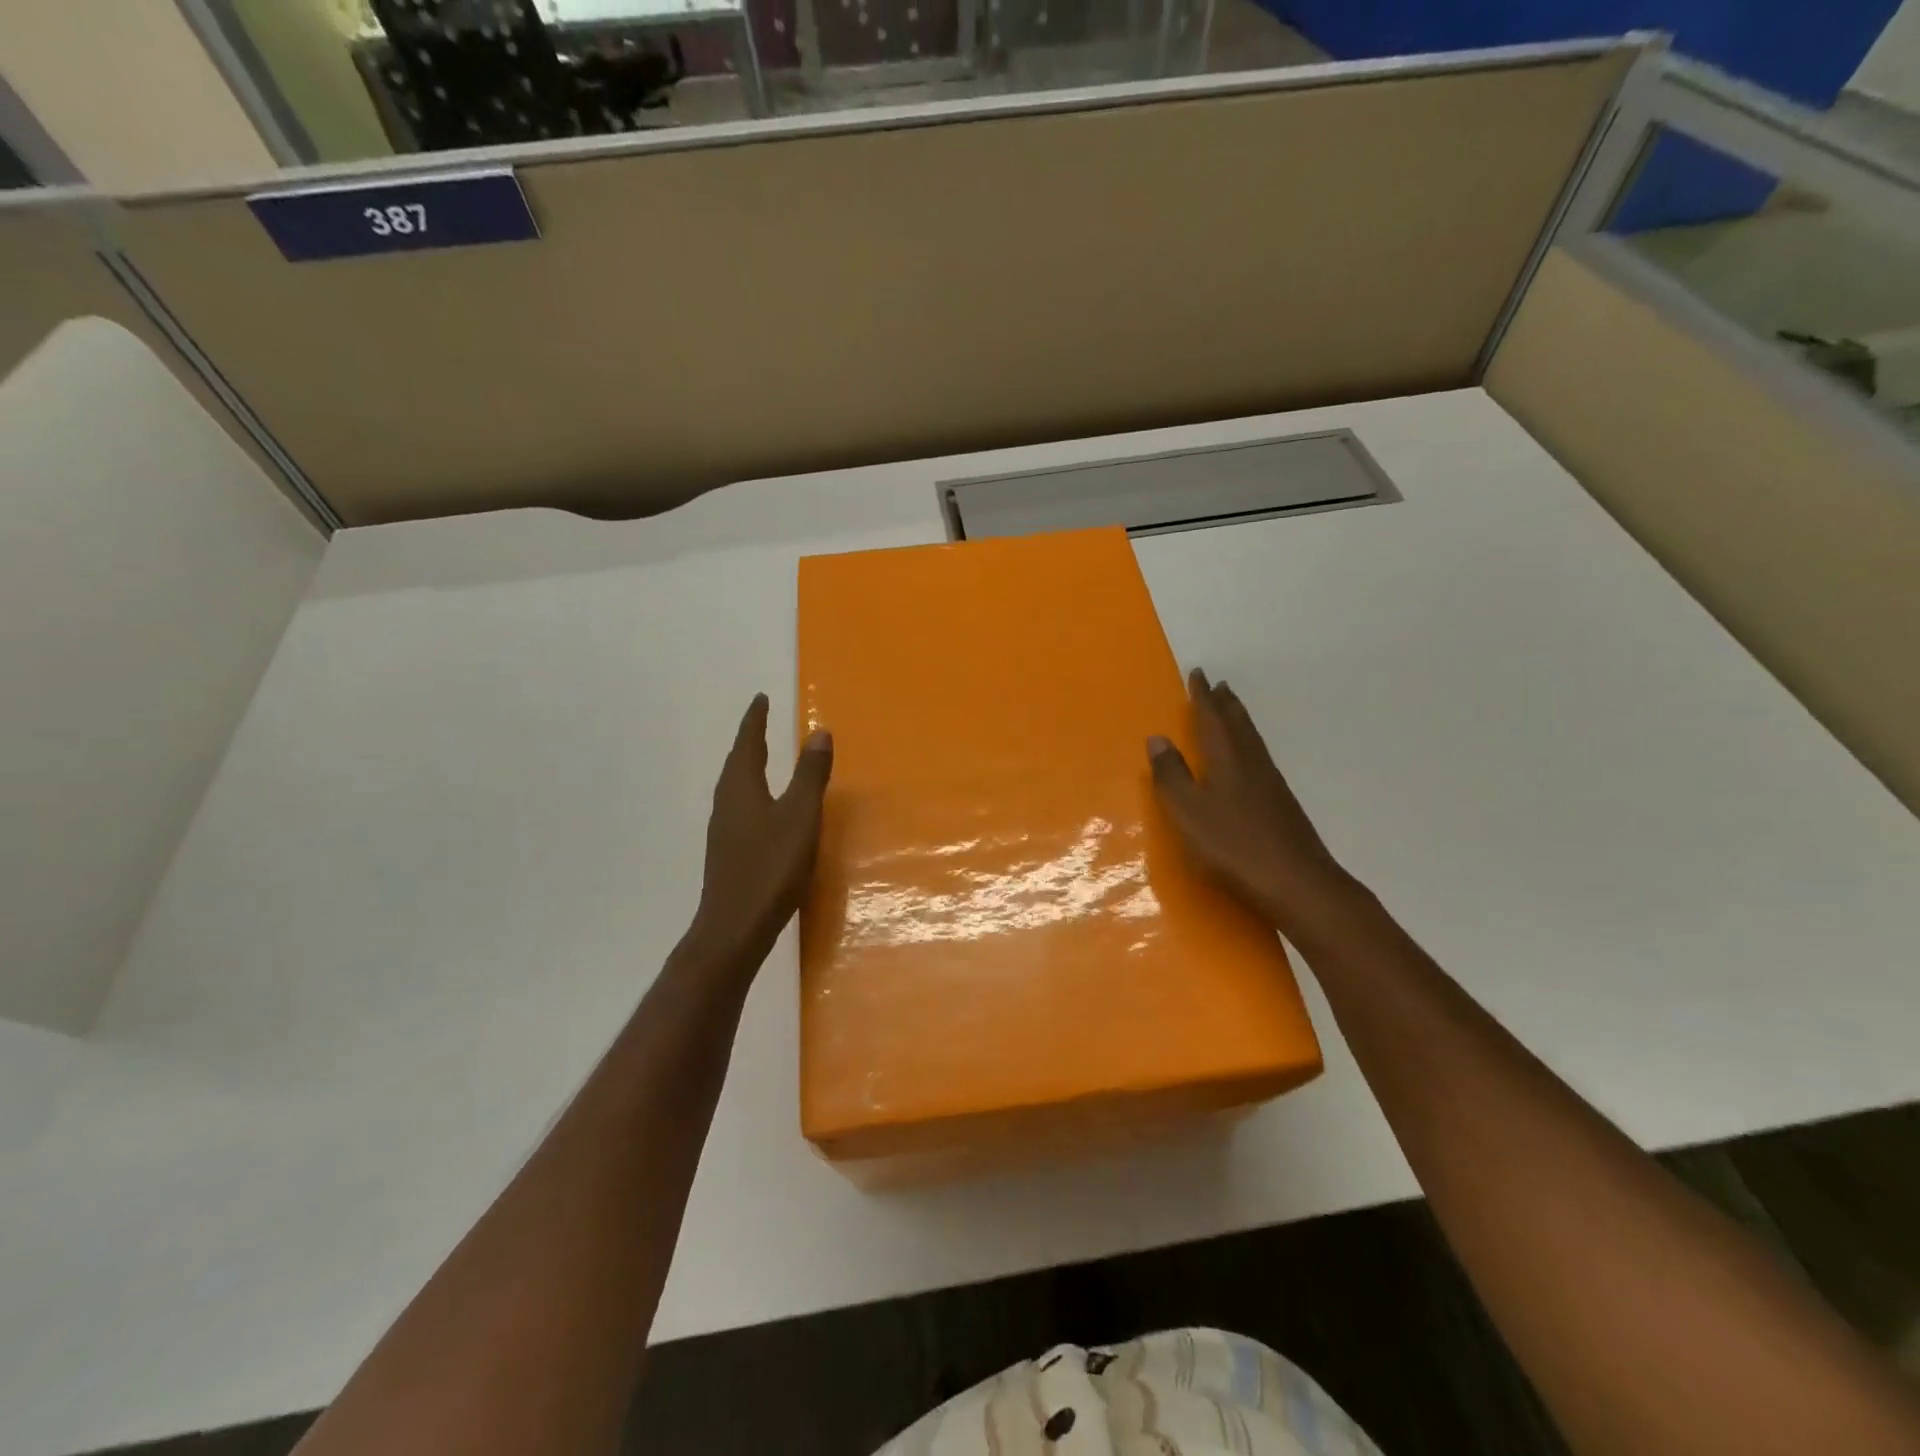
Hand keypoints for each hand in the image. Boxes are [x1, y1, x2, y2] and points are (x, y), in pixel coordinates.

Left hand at [690, 694, 832, 962]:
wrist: (735, 927)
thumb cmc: (771, 866)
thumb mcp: (800, 817)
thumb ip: (810, 775)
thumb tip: (819, 732)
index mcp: (742, 788)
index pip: (747, 743)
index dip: (755, 721)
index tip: (760, 699)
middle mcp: (727, 803)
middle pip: (736, 763)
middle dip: (750, 741)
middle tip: (762, 724)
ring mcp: (724, 830)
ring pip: (736, 787)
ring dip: (749, 767)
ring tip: (763, 760)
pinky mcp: (728, 852)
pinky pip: (739, 808)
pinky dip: (752, 794)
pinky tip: (764, 810)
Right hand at [1148, 668, 1360, 938]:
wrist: (1297, 883)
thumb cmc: (1233, 846)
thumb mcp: (1188, 812)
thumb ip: (1171, 776)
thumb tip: (1158, 738)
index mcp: (1227, 760)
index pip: (1212, 719)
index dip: (1202, 697)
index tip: (1199, 674)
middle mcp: (1252, 763)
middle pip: (1239, 724)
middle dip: (1226, 704)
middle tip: (1219, 686)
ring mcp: (1272, 784)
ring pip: (1252, 741)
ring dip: (1240, 721)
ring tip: (1232, 712)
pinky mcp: (1282, 805)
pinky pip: (1260, 758)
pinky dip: (1249, 745)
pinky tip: (1248, 761)